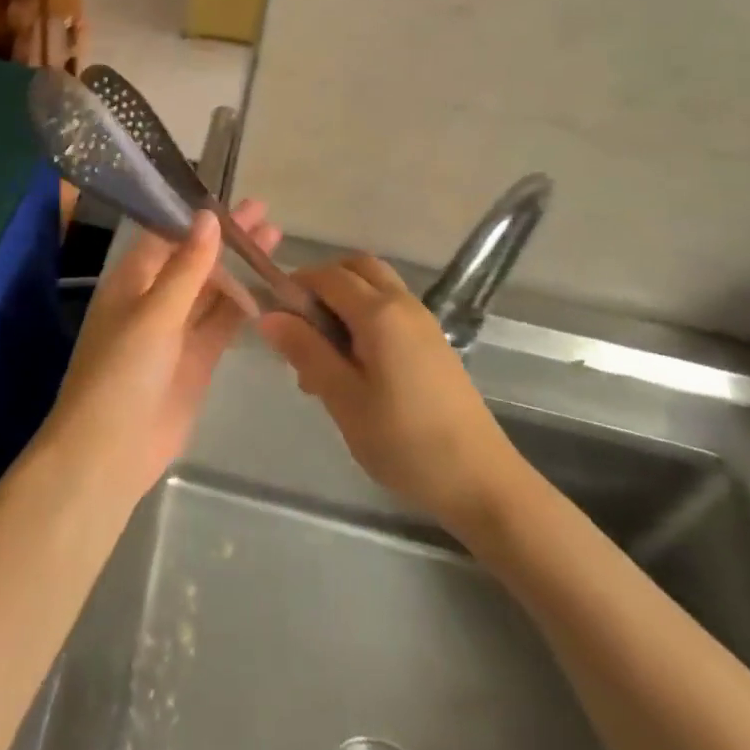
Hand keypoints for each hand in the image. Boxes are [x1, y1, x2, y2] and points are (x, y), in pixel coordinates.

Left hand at [43, 201, 279, 497]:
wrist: (109, 453)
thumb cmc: (121, 372)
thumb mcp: (154, 313)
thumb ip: (187, 267)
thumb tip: (208, 216)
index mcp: (133, 279)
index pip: (168, 234)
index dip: (198, 215)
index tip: (230, 194)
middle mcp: (154, 298)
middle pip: (196, 259)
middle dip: (227, 237)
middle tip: (265, 212)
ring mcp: (177, 330)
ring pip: (213, 289)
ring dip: (240, 266)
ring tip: (275, 239)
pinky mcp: (197, 360)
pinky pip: (222, 323)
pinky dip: (244, 305)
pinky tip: (270, 286)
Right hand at [259, 253, 534, 538]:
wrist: (481, 481)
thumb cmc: (405, 442)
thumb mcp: (343, 399)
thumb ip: (305, 351)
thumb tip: (268, 315)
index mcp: (379, 313)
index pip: (327, 276)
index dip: (295, 286)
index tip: (274, 318)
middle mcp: (403, 303)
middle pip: (356, 268)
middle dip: (322, 284)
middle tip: (300, 327)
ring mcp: (423, 320)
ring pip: (375, 286)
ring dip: (344, 299)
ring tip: (325, 351)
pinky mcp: (433, 341)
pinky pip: (390, 308)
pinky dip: (365, 315)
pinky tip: (354, 364)